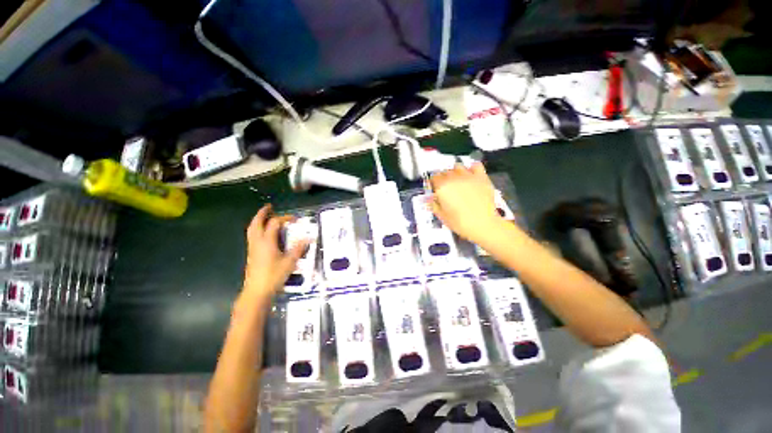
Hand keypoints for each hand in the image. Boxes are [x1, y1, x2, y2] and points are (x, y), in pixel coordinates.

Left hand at [242, 204, 307, 300]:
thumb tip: (309, 238)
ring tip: (265, 216)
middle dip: (262, 213)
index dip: (285, 218)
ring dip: (257, 220)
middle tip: (269, 206)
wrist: (256, 292)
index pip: (274, 223)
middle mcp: (257, 242)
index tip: (295, 219)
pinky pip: (252, 236)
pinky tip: (263, 232)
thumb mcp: (290, 262)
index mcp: (267, 242)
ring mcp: (252, 248)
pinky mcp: (251, 254)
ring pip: (252, 229)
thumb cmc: (274, 276)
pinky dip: (256, 229)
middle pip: (257, 223)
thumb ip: (299, 249)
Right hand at [430, 163, 501, 242]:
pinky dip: (472, 168)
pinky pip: (475, 165)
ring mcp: (468, 176)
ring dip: (455, 172)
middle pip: (445, 172)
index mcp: (442, 187)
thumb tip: (430, 199)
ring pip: (458, 166)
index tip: (436, 190)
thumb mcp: (442, 216)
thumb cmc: (460, 222)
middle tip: (447, 189)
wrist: (484, 224)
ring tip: (458, 181)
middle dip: (443, 179)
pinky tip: (471, 176)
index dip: (433, 184)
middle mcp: (454, 178)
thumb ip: (434, 205)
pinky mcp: (481, 177)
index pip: (433, 177)